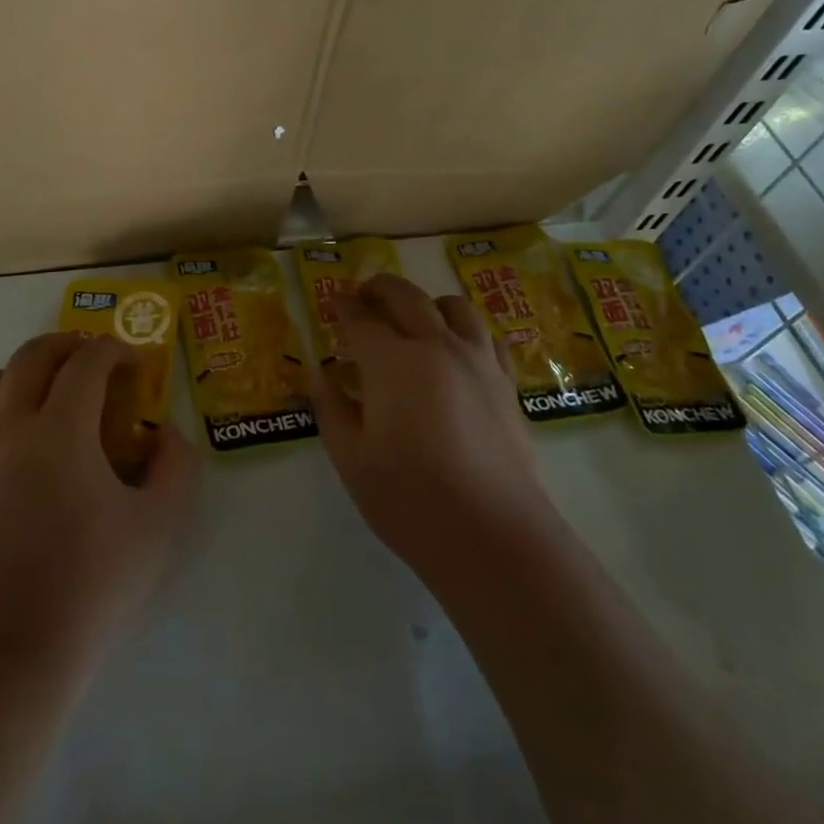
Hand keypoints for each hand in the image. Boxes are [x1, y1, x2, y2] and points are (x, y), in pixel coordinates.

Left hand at [0, 333, 197, 675]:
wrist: (8, 654)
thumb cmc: (89, 586)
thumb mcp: (157, 526)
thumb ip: (175, 467)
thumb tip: (167, 432)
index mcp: (60, 429)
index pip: (87, 362)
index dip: (114, 350)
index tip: (133, 362)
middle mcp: (9, 427)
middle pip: (32, 357)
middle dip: (67, 345)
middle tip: (92, 359)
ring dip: (20, 371)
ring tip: (44, 389)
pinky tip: (5, 430)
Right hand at [311, 275, 549, 582]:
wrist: (491, 534)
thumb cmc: (409, 498)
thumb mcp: (351, 458)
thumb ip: (331, 408)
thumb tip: (317, 374)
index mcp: (392, 361)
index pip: (361, 319)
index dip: (342, 307)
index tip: (332, 303)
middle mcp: (436, 346)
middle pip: (407, 297)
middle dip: (379, 289)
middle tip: (363, 296)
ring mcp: (477, 361)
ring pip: (454, 307)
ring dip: (426, 302)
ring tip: (414, 318)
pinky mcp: (505, 383)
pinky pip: (486, 336)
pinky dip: (465, 329)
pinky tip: (457, 350)